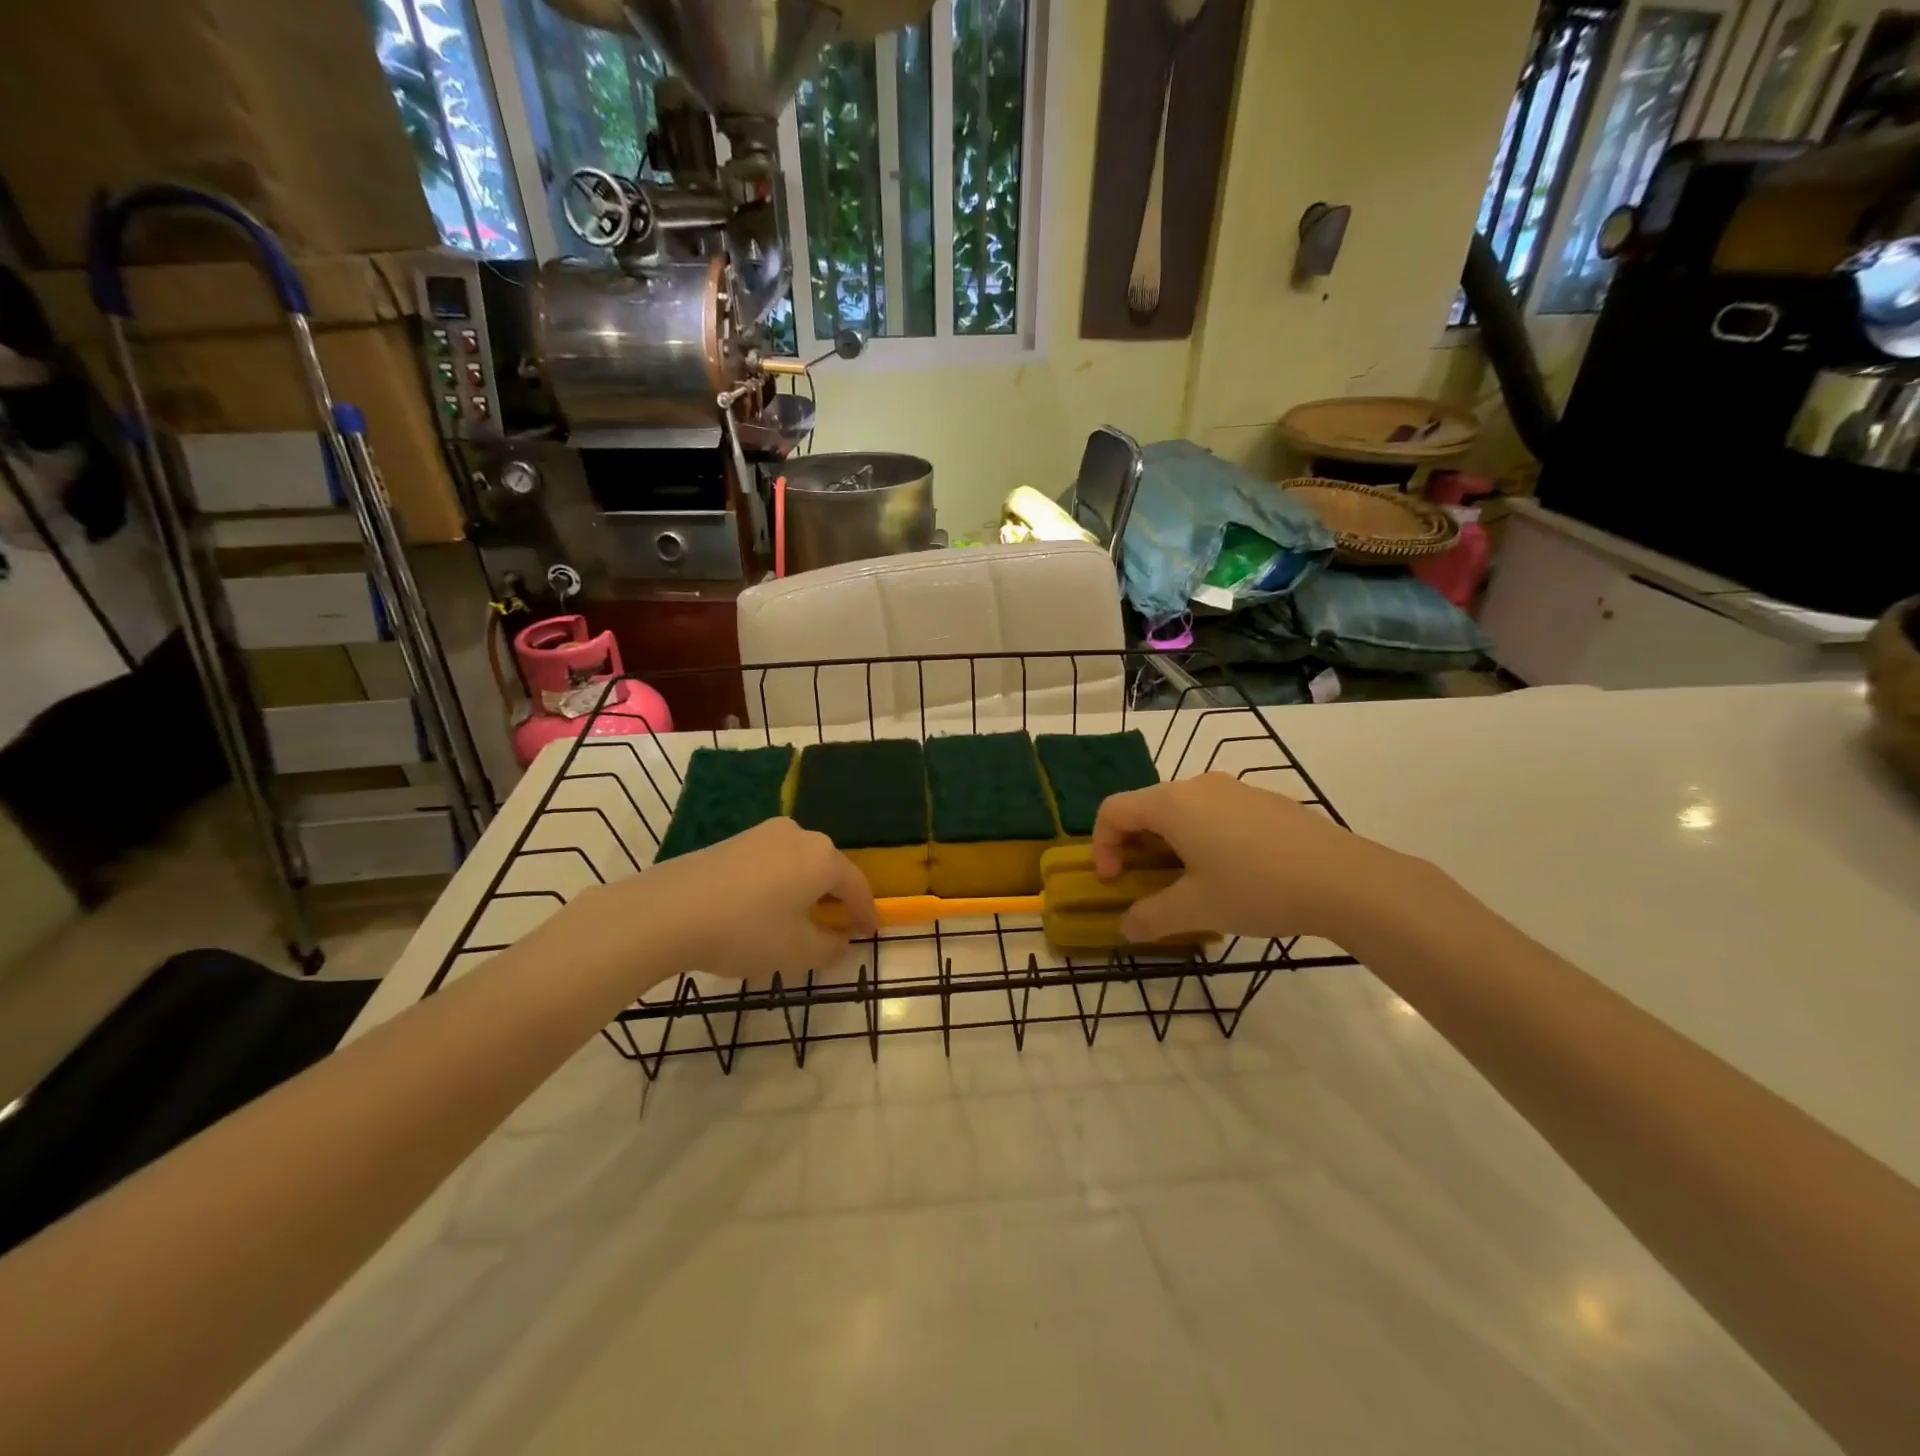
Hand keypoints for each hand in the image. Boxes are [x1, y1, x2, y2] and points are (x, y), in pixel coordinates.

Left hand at [587, 818, 876, 989]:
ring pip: (797, 865)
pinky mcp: (734, 840)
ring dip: (804, 891)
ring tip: (796, 922)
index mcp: (823, 857)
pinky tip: (763, 910)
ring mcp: (763, 834)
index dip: (865, 912)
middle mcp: (799, 835)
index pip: (856, 885)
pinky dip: (777, 885)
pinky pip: (770, 864)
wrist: (668, 912)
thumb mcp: (797, 952)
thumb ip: (830, 948)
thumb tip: (841, 940)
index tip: (870, 932)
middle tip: (834, 928)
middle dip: (834, 899)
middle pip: (827, 870)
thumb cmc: (746, 931)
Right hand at [1092, 773, 1424, 945]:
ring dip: (1170, 844)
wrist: (1346, 880)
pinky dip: (1202, 838)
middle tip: (1147, 884)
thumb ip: (1151, 918)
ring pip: (1183, 811)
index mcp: (1172, 804)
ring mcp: (1235, 789)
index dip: (1101, 846)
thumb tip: (1127, 927)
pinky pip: (1215, 813)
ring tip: (1190, 882)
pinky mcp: (1264, 800)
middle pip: (1147, 807)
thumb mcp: (1197, 910)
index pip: (1113, 810)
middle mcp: (1198, 786)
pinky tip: (1232, 873)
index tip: (1114, 882)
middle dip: (1135, 847)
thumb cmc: (1258, 889)